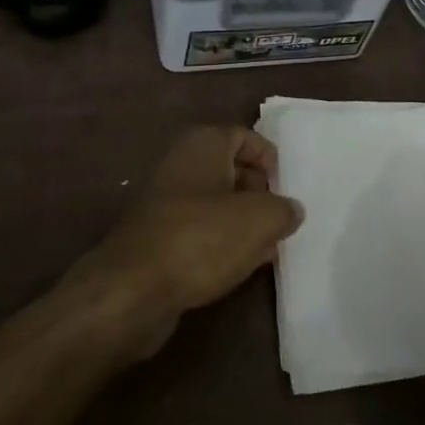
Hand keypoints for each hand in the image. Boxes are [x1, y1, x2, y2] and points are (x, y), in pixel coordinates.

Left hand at [66, 126, 304, 359]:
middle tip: (281, 220)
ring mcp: (166, 204)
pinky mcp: (160, 239)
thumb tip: (290, 211)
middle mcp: (181, 166)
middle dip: (259, 194)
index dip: (268, 158)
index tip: (284, 188)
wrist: (133, 289)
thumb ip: (283, 210)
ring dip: (243, 224)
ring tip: (269, 248)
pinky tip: (241, 267)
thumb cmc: (201, 238)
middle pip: (231, 170)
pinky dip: (222, 245)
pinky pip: (201, 233)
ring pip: (216, 205)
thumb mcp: (259, 219)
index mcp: (202, 145)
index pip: (243, 136)